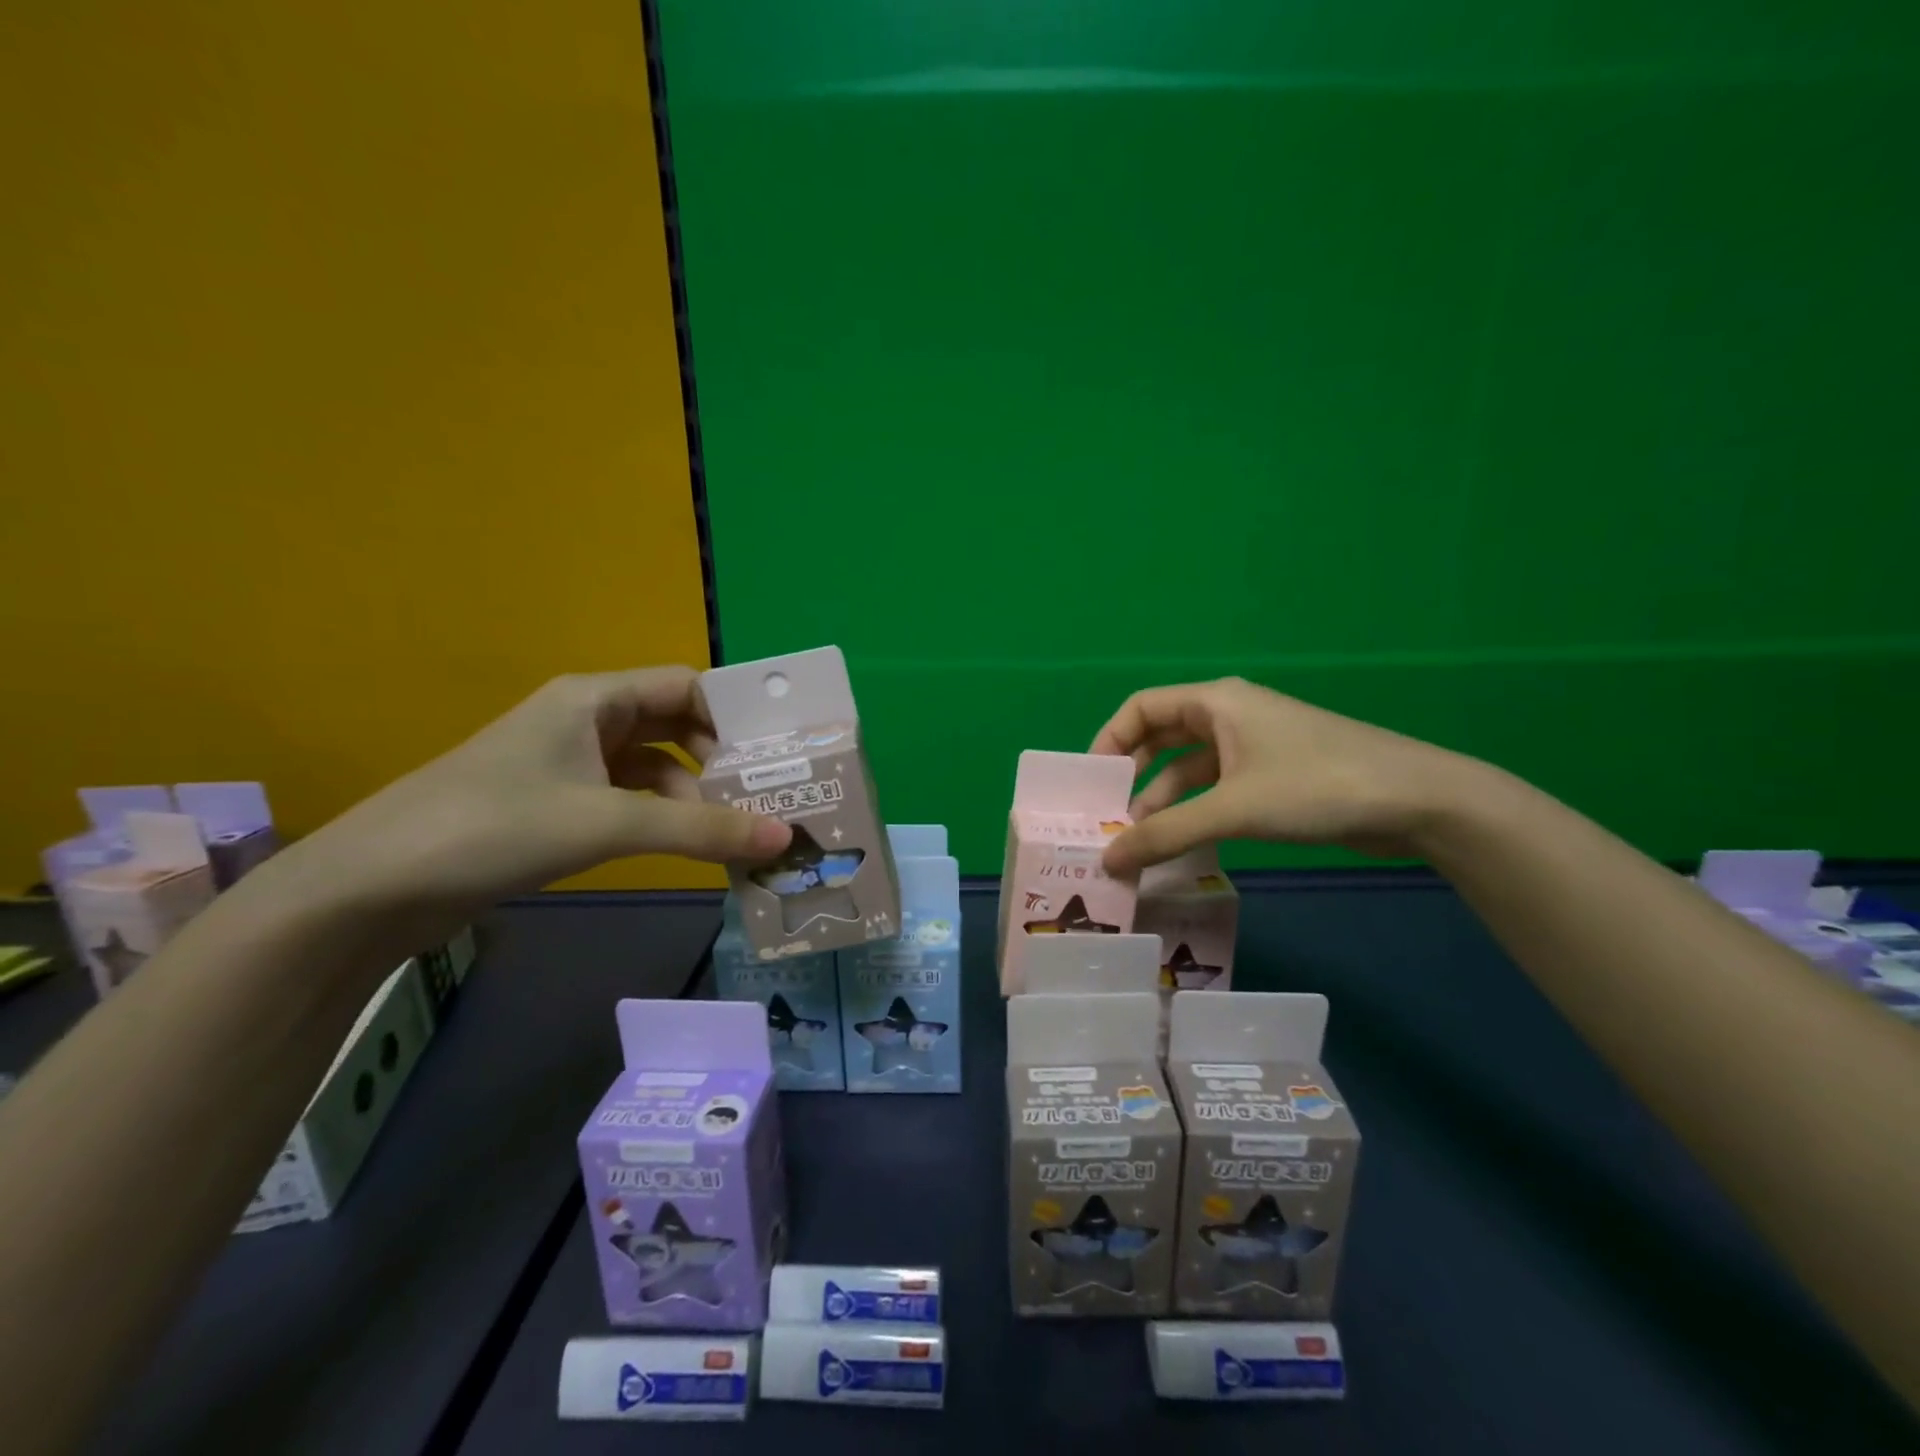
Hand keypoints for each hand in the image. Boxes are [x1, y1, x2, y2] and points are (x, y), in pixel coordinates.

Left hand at [267, 668, 790, 936]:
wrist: (372, 888)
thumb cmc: (495, 827)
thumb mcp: (608, 823)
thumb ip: (701, 830)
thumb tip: (785, 839)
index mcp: (594, 698)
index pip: (687, 686)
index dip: (734, 715)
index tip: (778, 754)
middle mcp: (585, 720)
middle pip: (675, 726)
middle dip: (721, 760)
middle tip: (771, 795)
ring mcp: (567, 763)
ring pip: (653, 767)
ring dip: (693, 795)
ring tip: (738, 830)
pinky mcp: (555, 804)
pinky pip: (627, 798)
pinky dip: (661, 816)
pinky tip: (688, 845)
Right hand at [1090, 677, 1473, 872]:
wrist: (1417, 801)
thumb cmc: (1315, 786)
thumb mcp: (1232, 809)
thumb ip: (1165, 834)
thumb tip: (1108, 861)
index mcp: (1216, 702)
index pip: (1142, 707)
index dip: (1109, 740)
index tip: (1090, 785)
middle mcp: (1230, 716)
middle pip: (1162, 738)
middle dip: (1134, 777)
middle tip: (1110, 818)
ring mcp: (1254, 747)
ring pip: (1190, 769)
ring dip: (1165, 802)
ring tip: (1142, 844)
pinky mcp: (1274, 776)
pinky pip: (1218, 789)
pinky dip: (1196, 812)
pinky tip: (1184, 845)